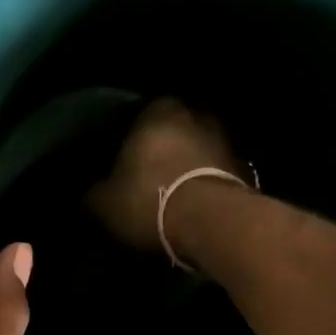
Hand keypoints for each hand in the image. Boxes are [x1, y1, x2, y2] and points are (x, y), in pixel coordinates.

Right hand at [85, 96, 245, 253]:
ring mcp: (224, 139)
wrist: (211, 224)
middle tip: (144, 178)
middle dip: (159, 152)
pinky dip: (203, 185)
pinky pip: (213, 173)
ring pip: (195, 150)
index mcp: (156, 111)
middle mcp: (194, 114)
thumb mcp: (104, 203)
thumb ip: (94, 192)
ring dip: (185, 168)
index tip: (118, 163)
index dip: (125, 141)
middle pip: (170, 131)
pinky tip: (191, 205)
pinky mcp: (243, 168)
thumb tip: (92, 192)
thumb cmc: (149, 201)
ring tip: (170, 194)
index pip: (135, 116)